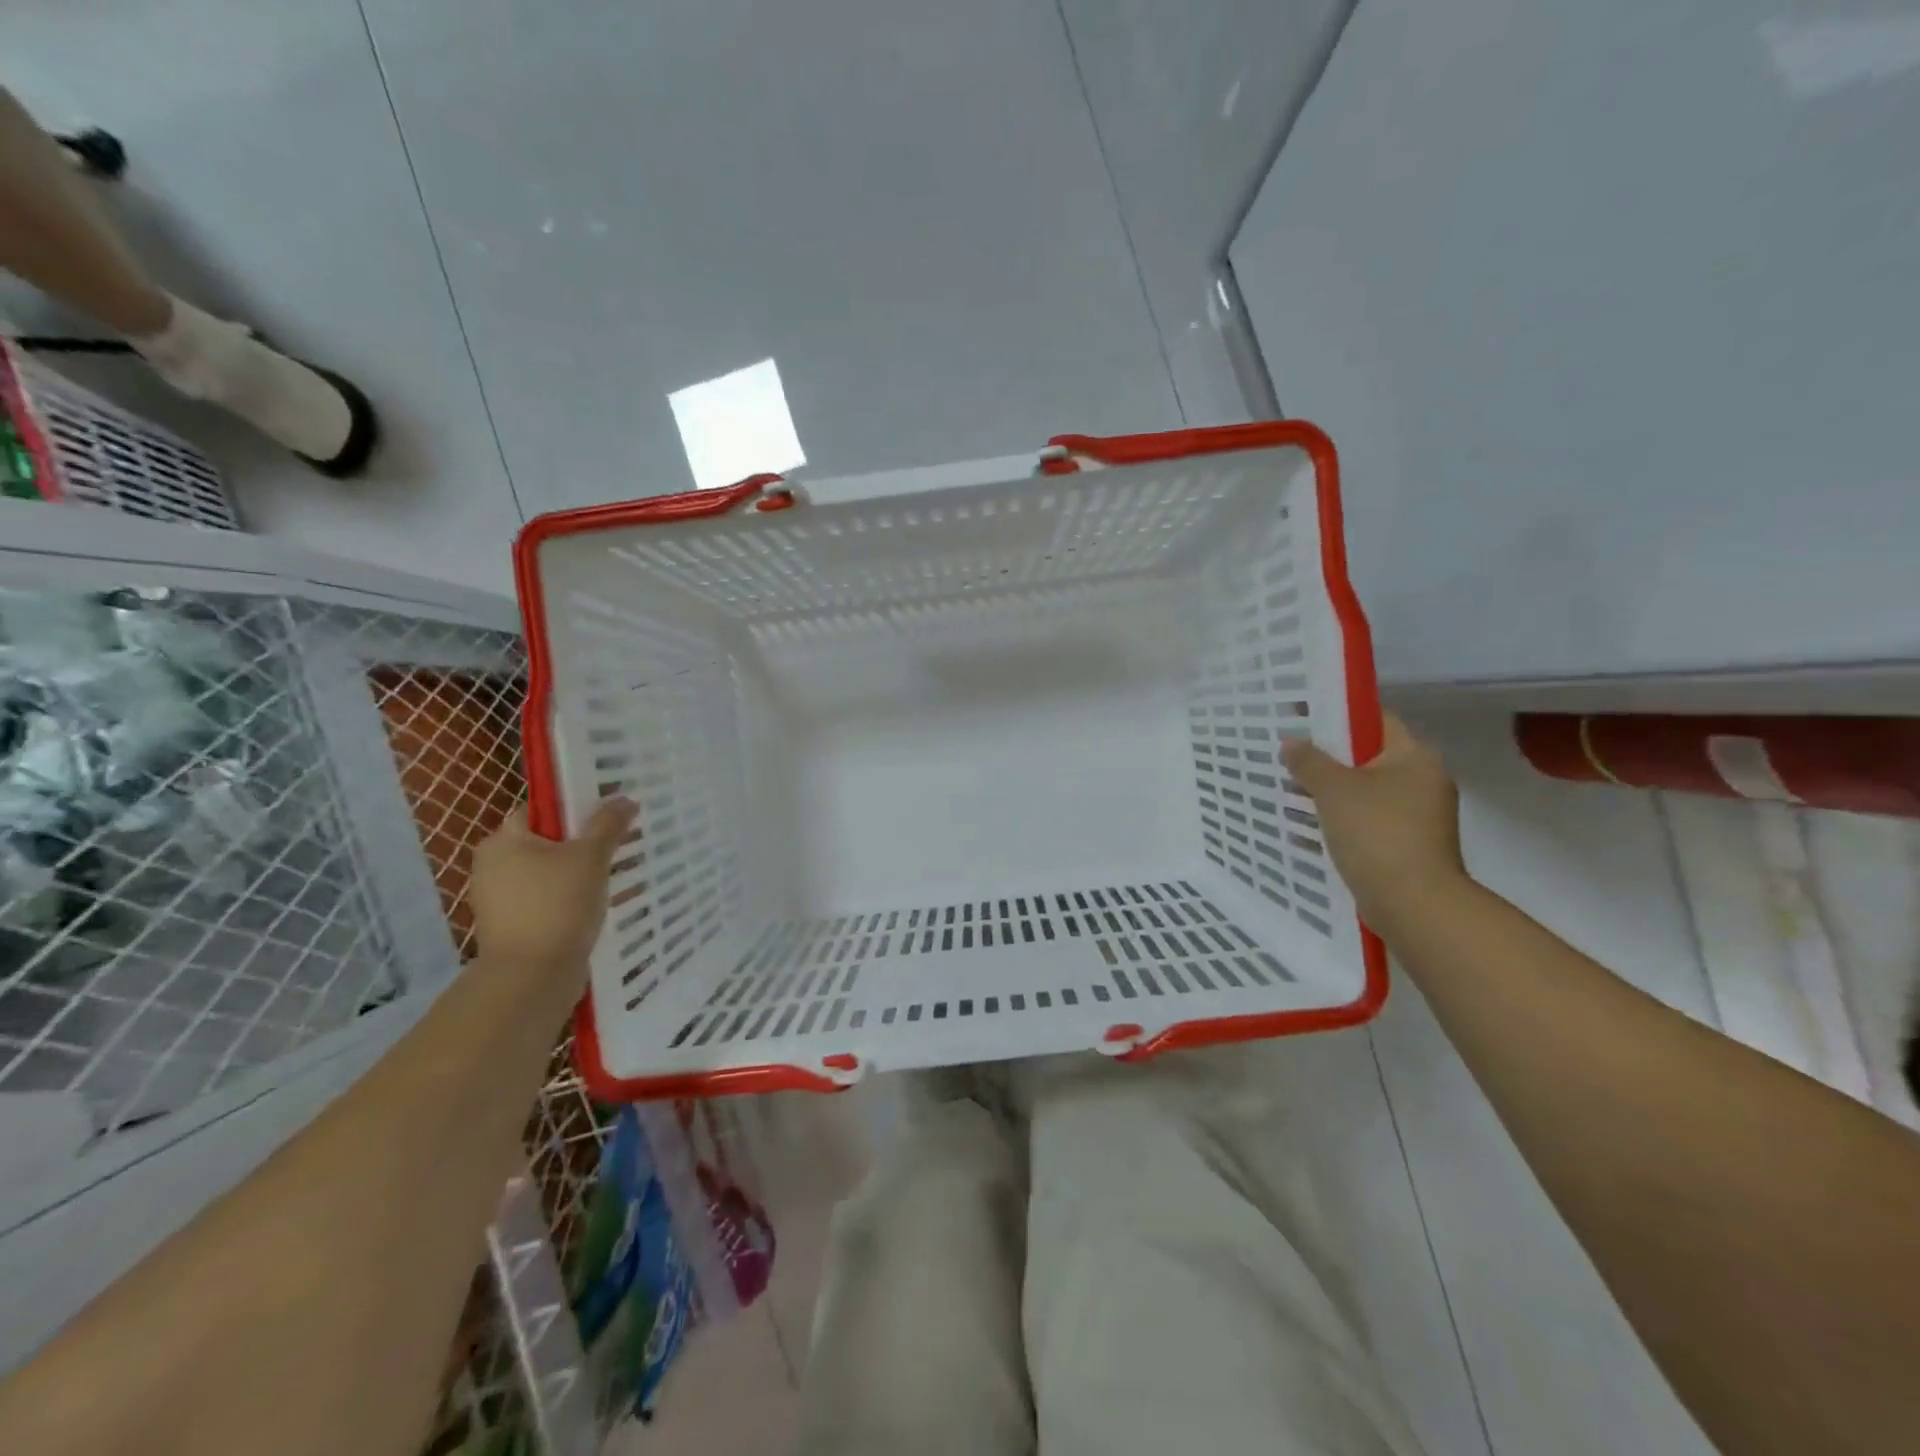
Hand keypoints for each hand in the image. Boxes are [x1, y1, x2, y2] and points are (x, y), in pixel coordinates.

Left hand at [469, 799, 635, 969]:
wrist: (532, 978)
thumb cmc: (557, 906)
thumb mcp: (590, 857)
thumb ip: (608, 824)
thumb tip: (624, 799)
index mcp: (503, 841)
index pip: (541, 809)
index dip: (576, 807)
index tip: (609, 815)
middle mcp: (493, 866)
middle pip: (547, 841)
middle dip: (584, 843)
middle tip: (620, 843)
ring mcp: (500, 899)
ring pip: (550, 873)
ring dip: (580, 873)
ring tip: (618, 874)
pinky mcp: (512, 926)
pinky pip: (547, 900)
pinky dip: (571, 899)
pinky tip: (600, 904)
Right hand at [1281, 714, 1465, 928]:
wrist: (1414, 904)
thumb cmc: (1377, 833)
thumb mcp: (1334, 790)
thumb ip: (1309, 762)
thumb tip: (1291, 743)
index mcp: (1413, 756)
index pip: (1373, 719)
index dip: (1334, 713)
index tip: (1298, 715)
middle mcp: (1422, 781)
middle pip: (1366, 756)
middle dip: (1325, 757)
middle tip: (1287, 755)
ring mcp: (1417, 816)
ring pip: (1363, 791)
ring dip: (1328, 792)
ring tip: (1288, 791)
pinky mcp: (1407, 846)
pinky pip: (1365, 821)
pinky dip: (1338, 820)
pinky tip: (1306, 828)